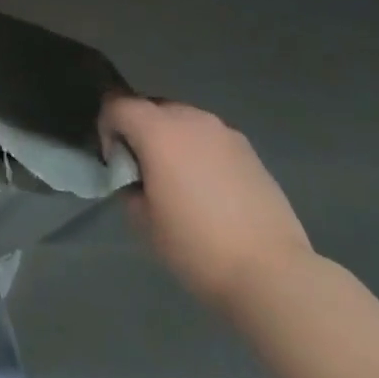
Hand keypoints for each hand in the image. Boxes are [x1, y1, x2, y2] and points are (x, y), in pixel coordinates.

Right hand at [99, 95, 313, 313]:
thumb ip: (128, 185)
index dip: (106, 127)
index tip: (115, 161)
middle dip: (138, 130)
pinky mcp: (249, 150)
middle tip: (142, 171)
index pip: (117, 105)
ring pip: (183, 120)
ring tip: (177, 179)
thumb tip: (135, 176)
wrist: (272, 272)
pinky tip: (208, 189)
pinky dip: (198, 151)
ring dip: (170, 139)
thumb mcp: (143, 221)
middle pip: (150, 107)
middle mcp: (191, 119)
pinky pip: (209, 138)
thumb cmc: (196, 246)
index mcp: (159, 131)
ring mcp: (225, 132)